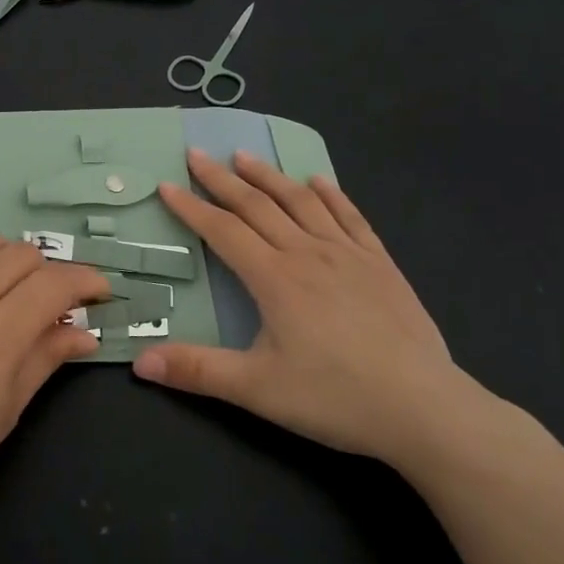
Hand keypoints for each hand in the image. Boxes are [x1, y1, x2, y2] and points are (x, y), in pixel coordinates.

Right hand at [136, 149, 493, 467]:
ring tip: (246, 157)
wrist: (424, 409)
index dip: (191, 207)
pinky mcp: (381, 265)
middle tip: (198, 154)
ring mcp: (348, 254)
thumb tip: (139, 361)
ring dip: (270, 176)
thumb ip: (196, 370)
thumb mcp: (256, 389)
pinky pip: (350, 217)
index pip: (222, 230)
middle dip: (222, 179)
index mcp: (274, 277)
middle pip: (257, 205)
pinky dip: (331, 194)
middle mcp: (308, 253)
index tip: (167, 185)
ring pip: (301, 202)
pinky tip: (320, 181)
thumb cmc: (335, 397)